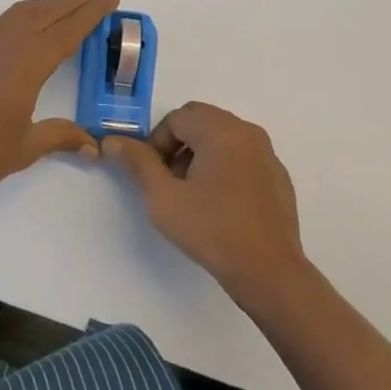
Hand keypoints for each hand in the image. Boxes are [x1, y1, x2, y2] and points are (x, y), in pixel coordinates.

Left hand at [0, 0, 119, 201]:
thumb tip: (92, 145)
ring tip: (61, 6)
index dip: (92, 14)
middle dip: (73, 3)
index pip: (68, 32)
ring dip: (41, 5)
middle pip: (46, 14)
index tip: (110, 0)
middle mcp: (7, 47)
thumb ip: (60, 137)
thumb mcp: (28, 147)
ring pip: (15, 14)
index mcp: (30, 64)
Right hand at [105, 101, 308, 297]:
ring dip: (200, 153)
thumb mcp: (164, 198)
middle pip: (200, 120)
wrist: (269, 271)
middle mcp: (247, 131)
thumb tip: (112, 141)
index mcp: (221, 130)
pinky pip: (242, 155)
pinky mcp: (278, 174)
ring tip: (193, 193)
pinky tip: (220, 203)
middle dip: (177, 143)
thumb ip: (138, 163)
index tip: (153, 176)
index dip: (156, 143)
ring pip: (222, 135)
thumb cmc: (212, 230)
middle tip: (169, 181)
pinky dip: (224, 165)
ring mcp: (267, 152)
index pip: (176, 118)